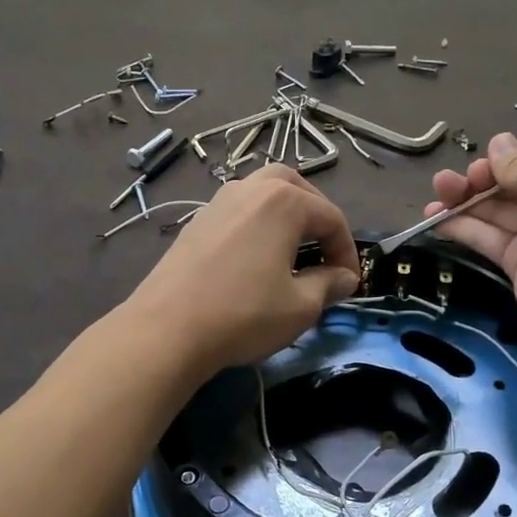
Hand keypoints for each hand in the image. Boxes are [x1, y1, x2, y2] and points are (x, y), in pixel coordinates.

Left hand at [127, 165, 360, 372]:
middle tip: (324, 251)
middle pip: (295, 187)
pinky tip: (256, 258)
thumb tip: (344, 278)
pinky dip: (257, 224)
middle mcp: (250, 189)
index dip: (347, 251)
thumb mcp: (300, 306)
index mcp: (283, 201)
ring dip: (285, 215)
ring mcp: (218, 202)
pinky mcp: (196, 222)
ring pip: (262, 193)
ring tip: (292, 251)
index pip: (331, 218)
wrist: (167, 330)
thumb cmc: (244, 314)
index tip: (350, 283)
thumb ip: (328, 285)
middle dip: (316, 216)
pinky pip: (239, 210)